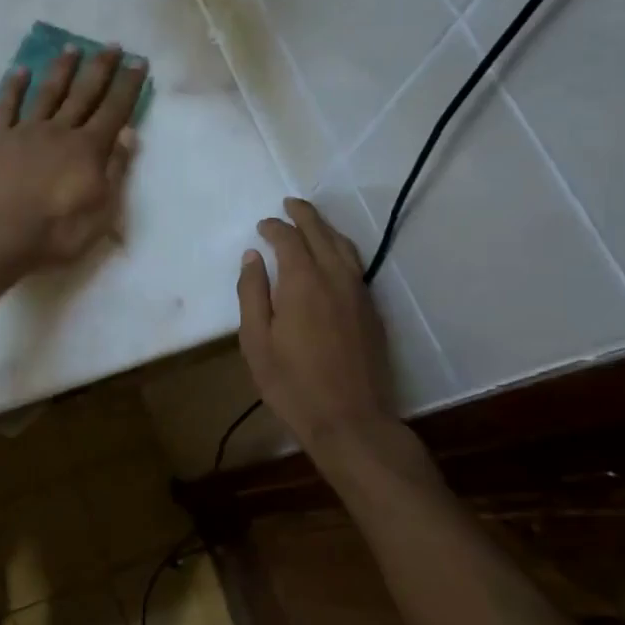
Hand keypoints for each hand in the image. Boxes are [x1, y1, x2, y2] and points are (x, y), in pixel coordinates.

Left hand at [0, 43, 146, 272]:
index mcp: (89, 148)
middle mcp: (60, 130)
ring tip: (72, 47)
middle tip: (111, 45)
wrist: (1, 235)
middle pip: (84, 93)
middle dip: (100, 68)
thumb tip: (128, 134)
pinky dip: (13, 87)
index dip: (128, 85)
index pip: (115, 109)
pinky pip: (6, 106)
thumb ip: (116, 169)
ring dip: (62, 69)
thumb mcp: (102, 210)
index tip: (137, 61)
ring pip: (48, 92)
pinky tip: (20, 70)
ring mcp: (26, 131)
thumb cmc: (58, 231)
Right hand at [237, 198, 397, 452]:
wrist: (351, 421)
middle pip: (320, 232)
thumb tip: (253, 257)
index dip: (274, 227)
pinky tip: (332, 257)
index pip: (289, 238)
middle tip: (289, 204)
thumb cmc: (293, 384)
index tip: (262, 226)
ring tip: (311, 222)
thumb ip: (252, 294)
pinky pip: (355, 265)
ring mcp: (358, 292)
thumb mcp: (256, 342)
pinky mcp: (372, 310)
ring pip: (344, 246)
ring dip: (325, 228)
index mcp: (302, 281)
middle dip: (303, 214)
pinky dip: (340, 249)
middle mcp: (335, 277)